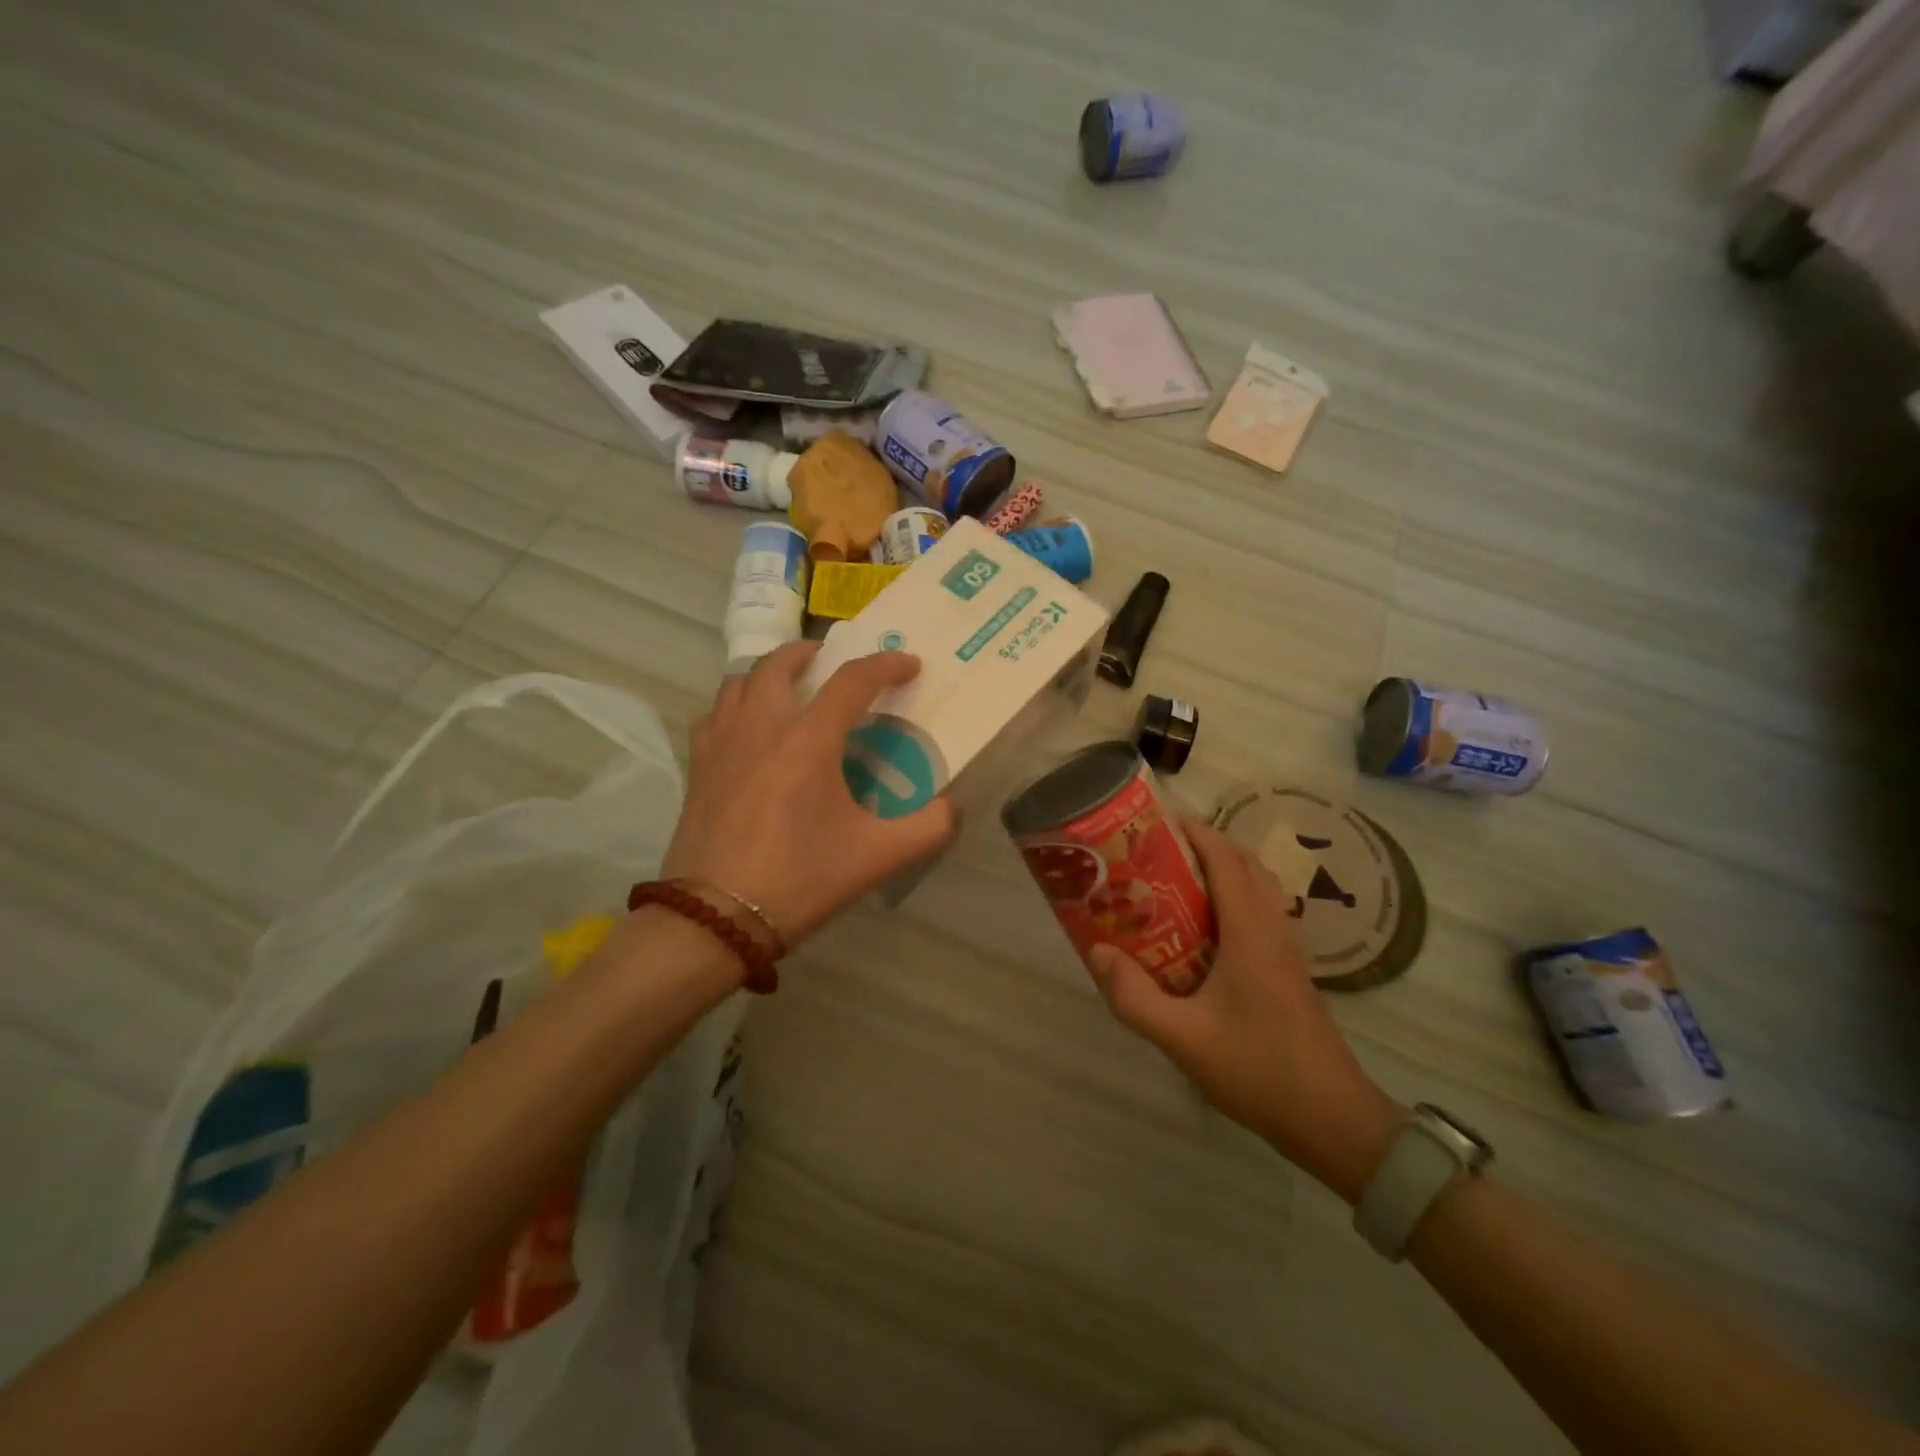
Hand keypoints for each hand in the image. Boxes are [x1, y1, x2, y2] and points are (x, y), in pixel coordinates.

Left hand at [663, 643, 957, 946]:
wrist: (714, 919)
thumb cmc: (799, 880)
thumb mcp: (877, 858)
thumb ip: (928, 828)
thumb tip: (950, 807)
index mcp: (809, 740)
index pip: (852, 680)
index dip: (886, 665)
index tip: (908, 665)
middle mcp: (762, 726)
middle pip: (781, 662)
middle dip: (813, 653)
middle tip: (834, 664)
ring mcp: (722, 742)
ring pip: (741, 680)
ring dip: (770, 673)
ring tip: (790, 690)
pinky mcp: (698, 765)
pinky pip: (716, 713)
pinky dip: (737, 705)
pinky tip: (749, 730)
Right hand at [1088, 820, 1404, 1202]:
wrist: (1333, 1120)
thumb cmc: (1258, 1070)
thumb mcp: (1182, 1038)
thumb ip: (1134, 996)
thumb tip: (1096, 951)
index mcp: (1251, 931)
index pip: (1225, 858)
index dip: (1193, 832)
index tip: (1154, 823)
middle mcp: (1273, 928)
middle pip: (1244, 863)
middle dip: (1203, 846)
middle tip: (1156, 853)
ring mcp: (1287, 949)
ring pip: (1257, 887)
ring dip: (1220, 871)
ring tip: (1173, 884)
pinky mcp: (1290, 971)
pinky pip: (1260, 913)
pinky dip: (1232, 899)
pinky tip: (1201, 932)